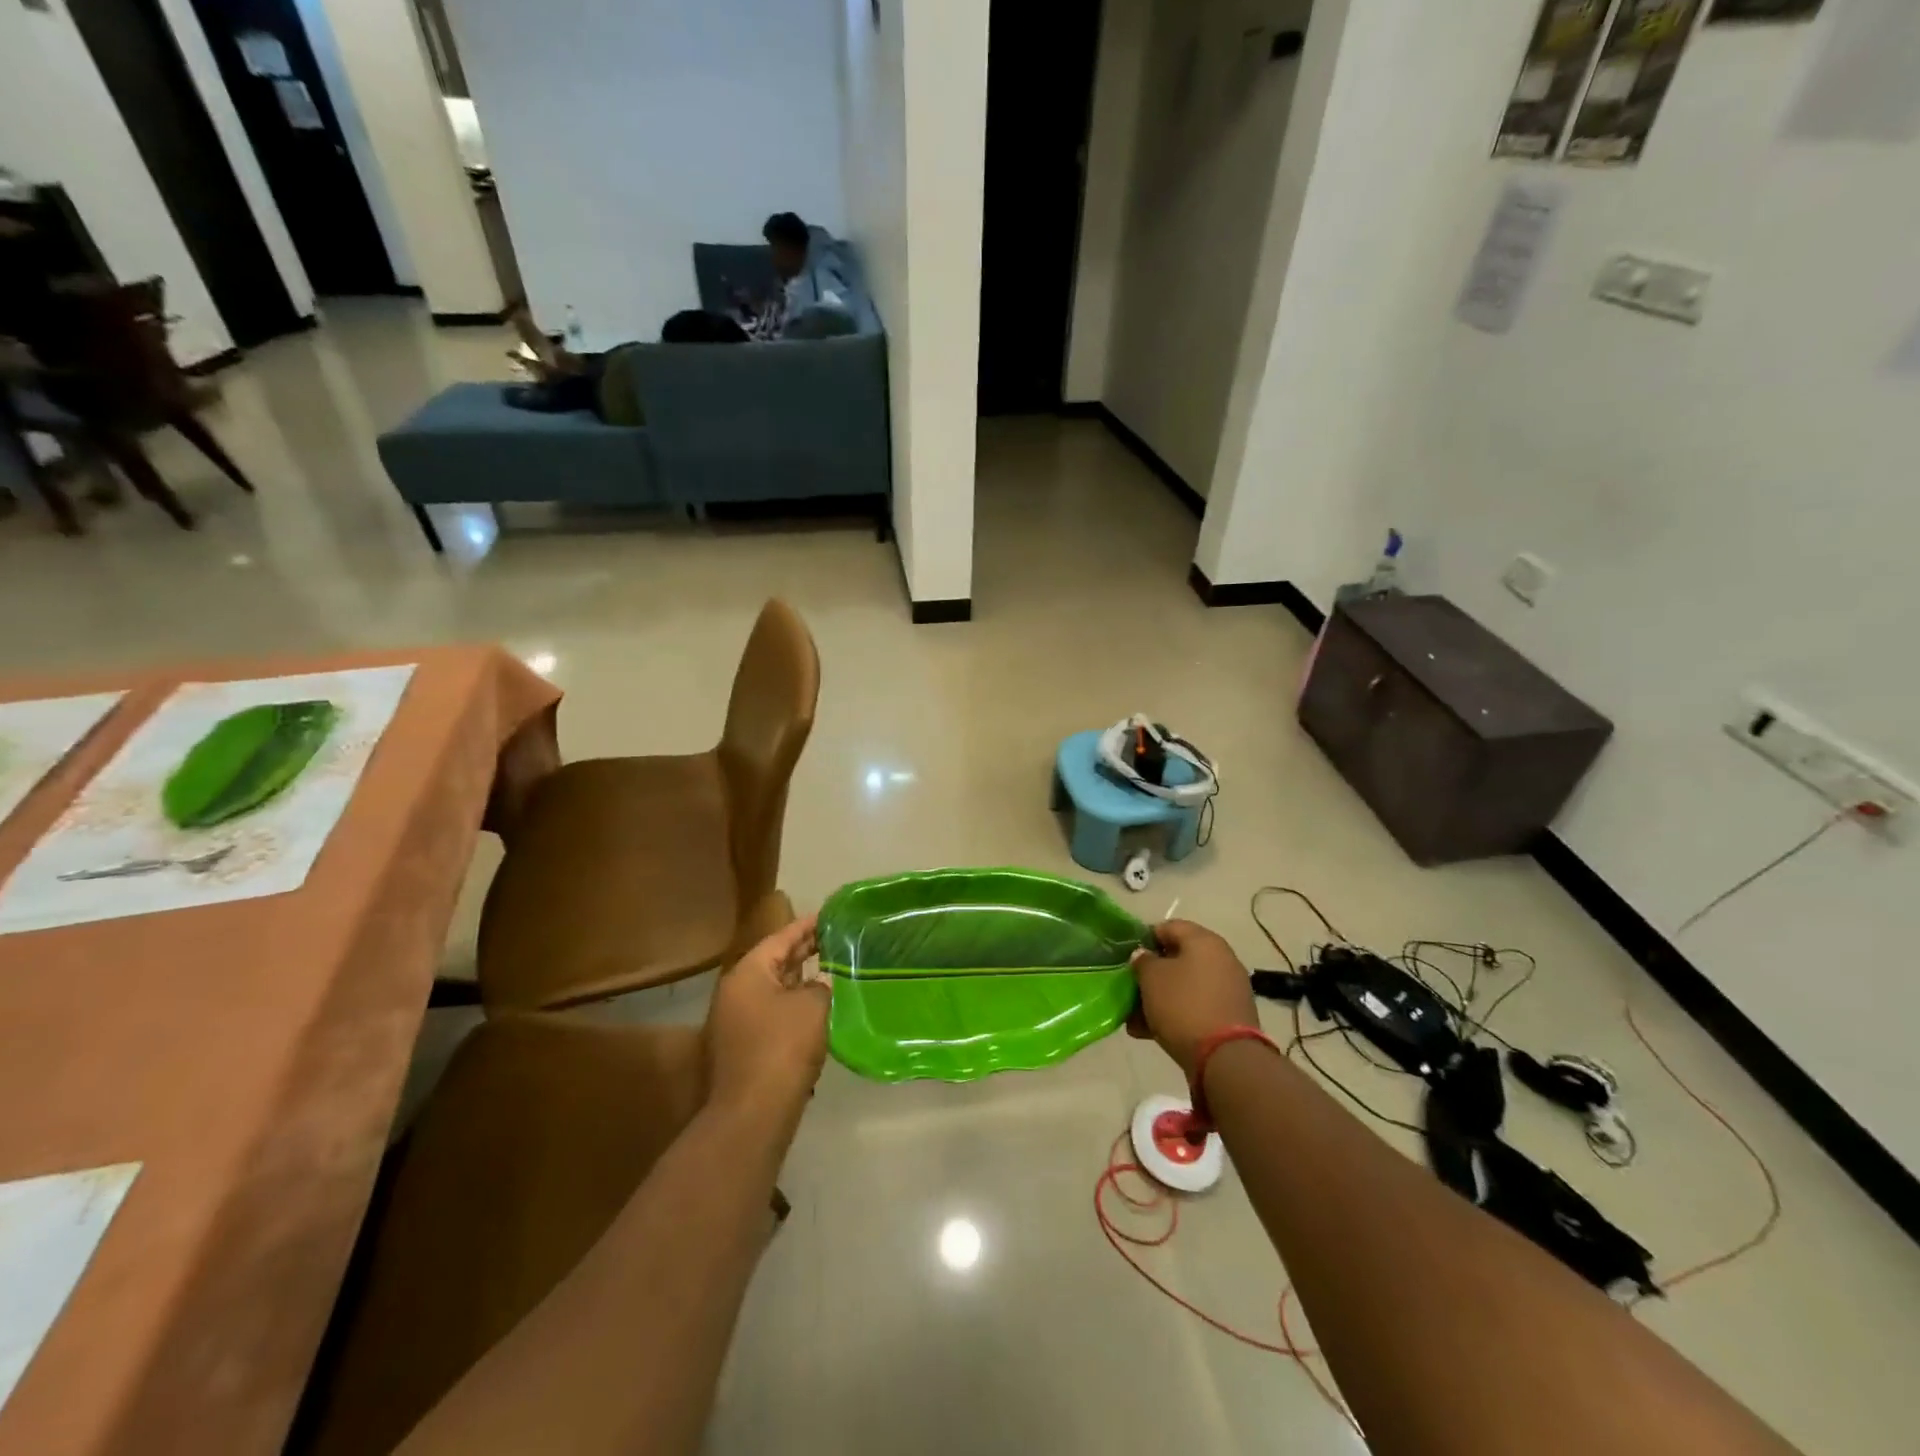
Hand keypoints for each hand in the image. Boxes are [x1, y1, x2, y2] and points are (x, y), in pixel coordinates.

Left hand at [706, 913, 830, 1116]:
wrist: (752, 1113)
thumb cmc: (783, 1047)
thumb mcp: (813, 1006)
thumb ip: (820, 985)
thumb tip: (820, 982)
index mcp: (748, 973)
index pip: (781, 938)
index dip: (807, 926)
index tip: (828, 916)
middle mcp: (735, 992)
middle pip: (774, 962)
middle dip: (803, 951)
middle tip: (834, 939)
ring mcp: (735, 1021)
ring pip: (773, 989)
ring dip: (799, 980)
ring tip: (830, 969)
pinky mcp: (743, 1047)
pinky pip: (772, 1013)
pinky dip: (793, 1005)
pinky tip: (817, 1009)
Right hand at [1128, 919, 1259, 1079]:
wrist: (1226, 1058)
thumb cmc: (1183, 1005)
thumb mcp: (1152, 978)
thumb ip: (1143, 961)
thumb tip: (1145, 956)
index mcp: (1204, 941)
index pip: (1169, 927)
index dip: (1145, 939)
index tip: (1129, 958)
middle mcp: (1221, 959)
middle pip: (1178, 959)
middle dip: (1151, 975)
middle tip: (1132, 989)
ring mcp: (1228, 989)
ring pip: (1185, 986)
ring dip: (1159, 998)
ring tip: (1136, 1019)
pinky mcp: (1230, 1016)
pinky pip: (1196, 1006)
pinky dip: (1176, 1014)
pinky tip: (1151, 1032)